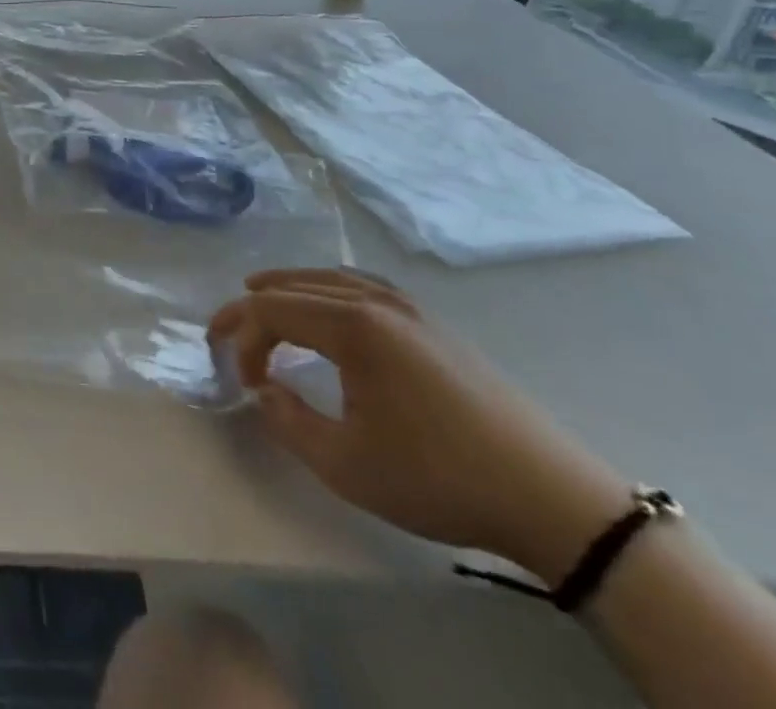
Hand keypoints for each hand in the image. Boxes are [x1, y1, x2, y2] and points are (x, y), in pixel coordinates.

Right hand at [209, 269, 631, 585]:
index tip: (242, 382)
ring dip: (288, 288)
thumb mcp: (346, 465)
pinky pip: (361, 286)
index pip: (271, 312)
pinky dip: (326, 288)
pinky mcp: (433, 324)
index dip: (242, 341)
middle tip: (223, 330)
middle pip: (294, 286)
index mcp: (351, 325)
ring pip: (328, 278)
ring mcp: (409, 308)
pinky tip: (327, 306)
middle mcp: (375, 301)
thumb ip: (287, 421)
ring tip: (260, 297)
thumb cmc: (439, 478)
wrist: (552, 498)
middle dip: (252, 307)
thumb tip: (263, 389)